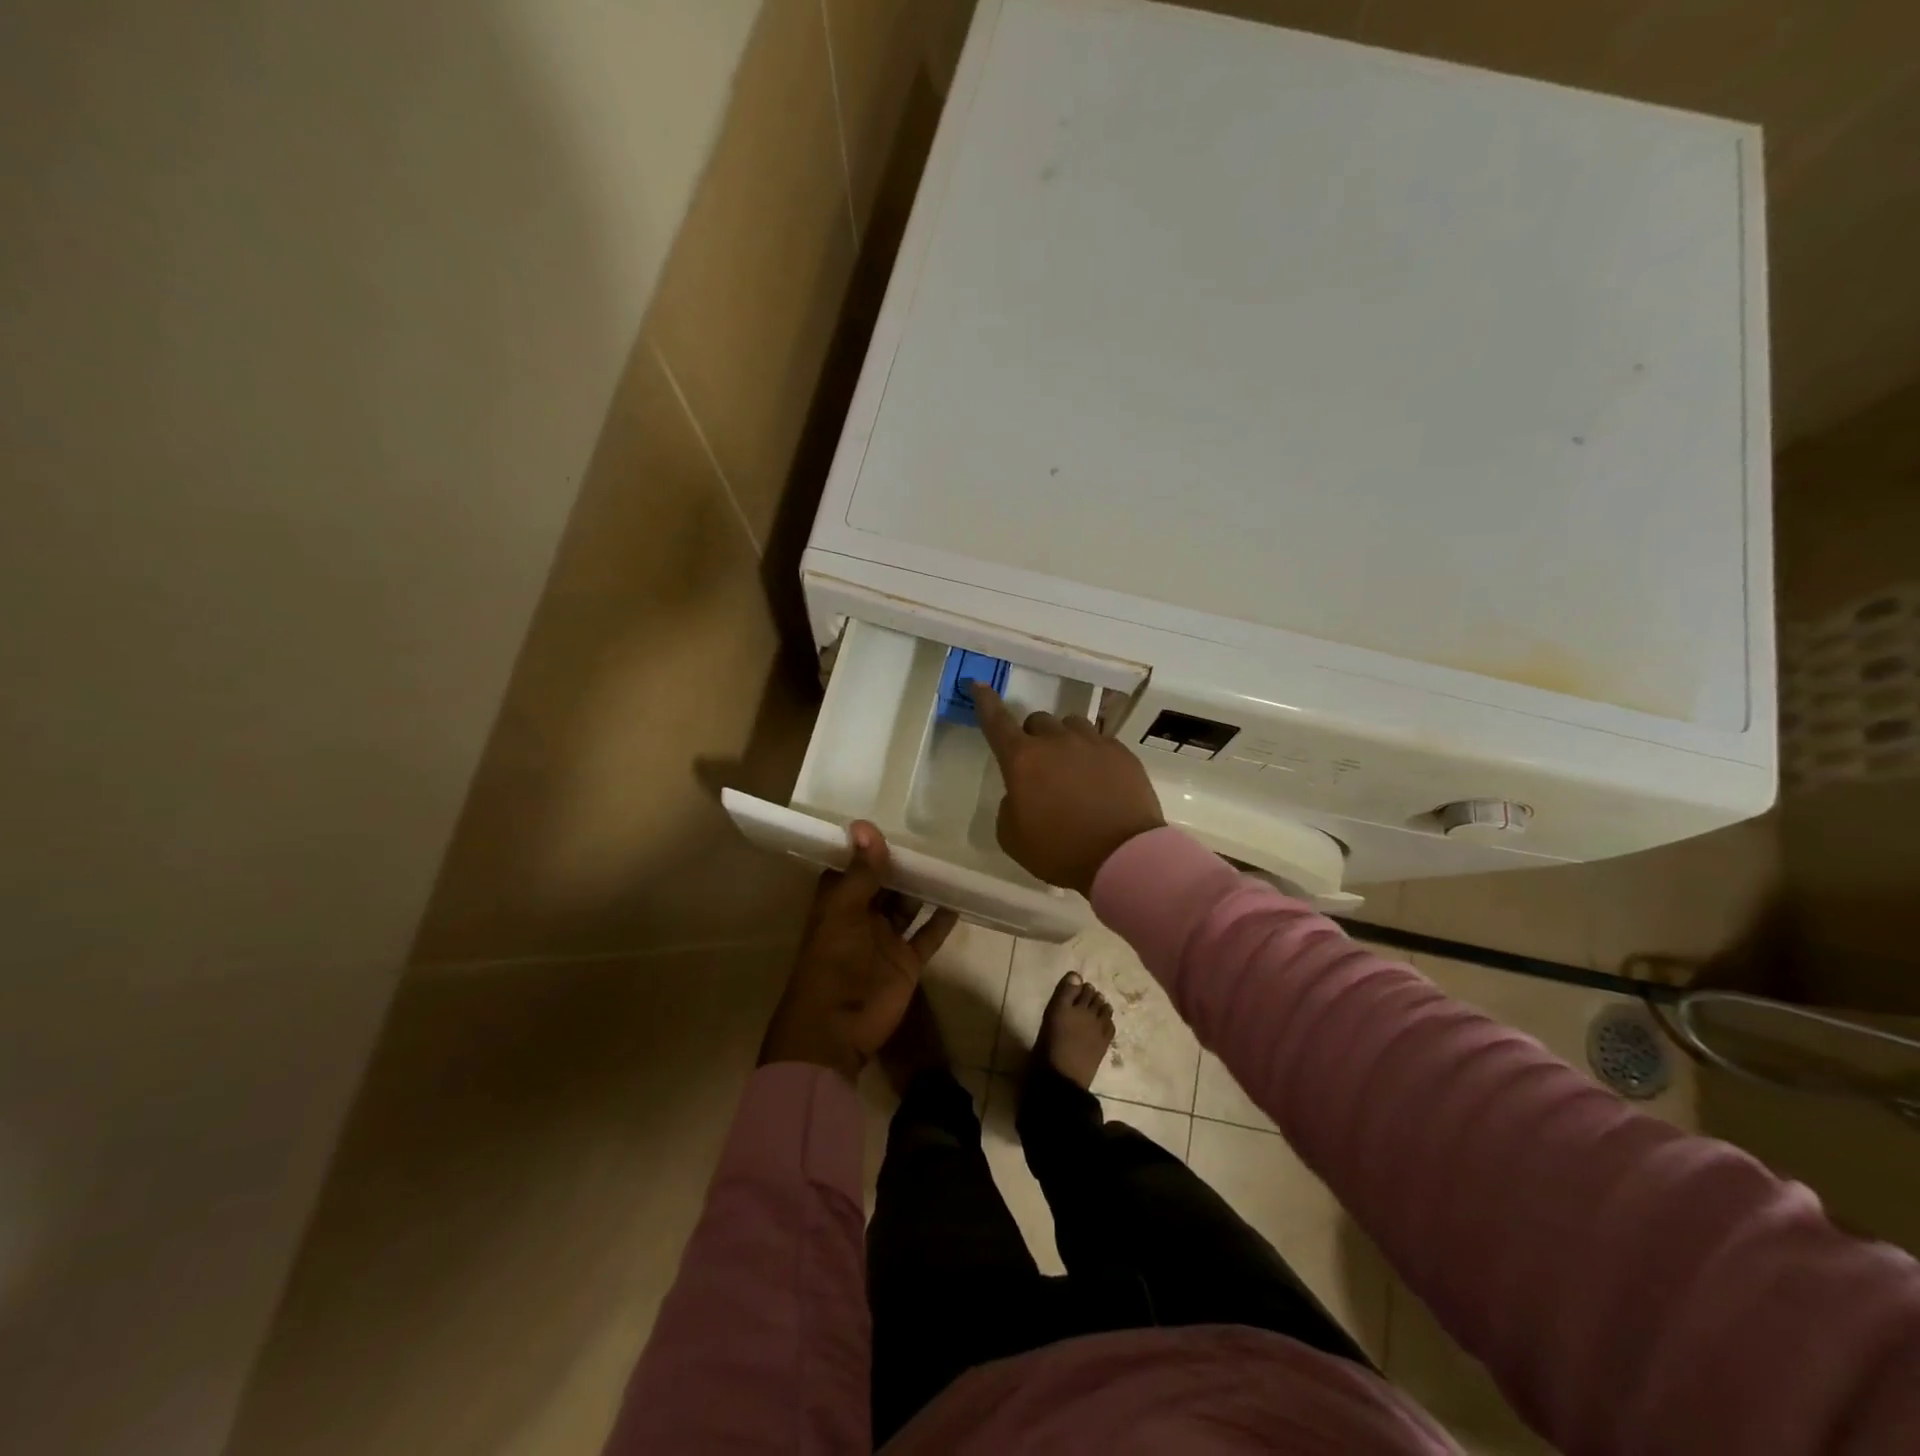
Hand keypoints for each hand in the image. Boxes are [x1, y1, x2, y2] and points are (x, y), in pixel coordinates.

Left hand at [759, 821, 957, 1082]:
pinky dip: (942, 920)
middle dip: (903, 863)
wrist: (837, 1028)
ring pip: (908, 905)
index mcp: (839, 901)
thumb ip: (862, 871)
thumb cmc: (833, 962)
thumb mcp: (845, 911)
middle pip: (885, 883)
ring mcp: (886, 939)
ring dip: (925, 887)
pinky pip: (928, 935)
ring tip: (950, 858)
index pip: (854, 865)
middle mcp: (862, 915)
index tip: (892, 814)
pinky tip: (960, 898)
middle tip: (934, 832)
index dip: (870, 845)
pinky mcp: (907, 961)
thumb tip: (866, 824)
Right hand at [972, 683, 1164, 895]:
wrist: (1122, 857)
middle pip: (1037, 721)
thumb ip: (1010, 805)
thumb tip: (1023, 792)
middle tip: (1039, 767)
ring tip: (1072, 768)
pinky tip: (1099, 779)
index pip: (997, 722)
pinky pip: (1101, 741)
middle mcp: (1056, 742)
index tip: (978, 684)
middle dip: (1033, 738)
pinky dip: (1093, 754)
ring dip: (1064, 740)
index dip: (985, 702)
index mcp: (1022, 760)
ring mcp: (1093, 743)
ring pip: (1071, 725)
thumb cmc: (1060, 852)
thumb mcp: (1013, 837)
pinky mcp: (1122, 753)